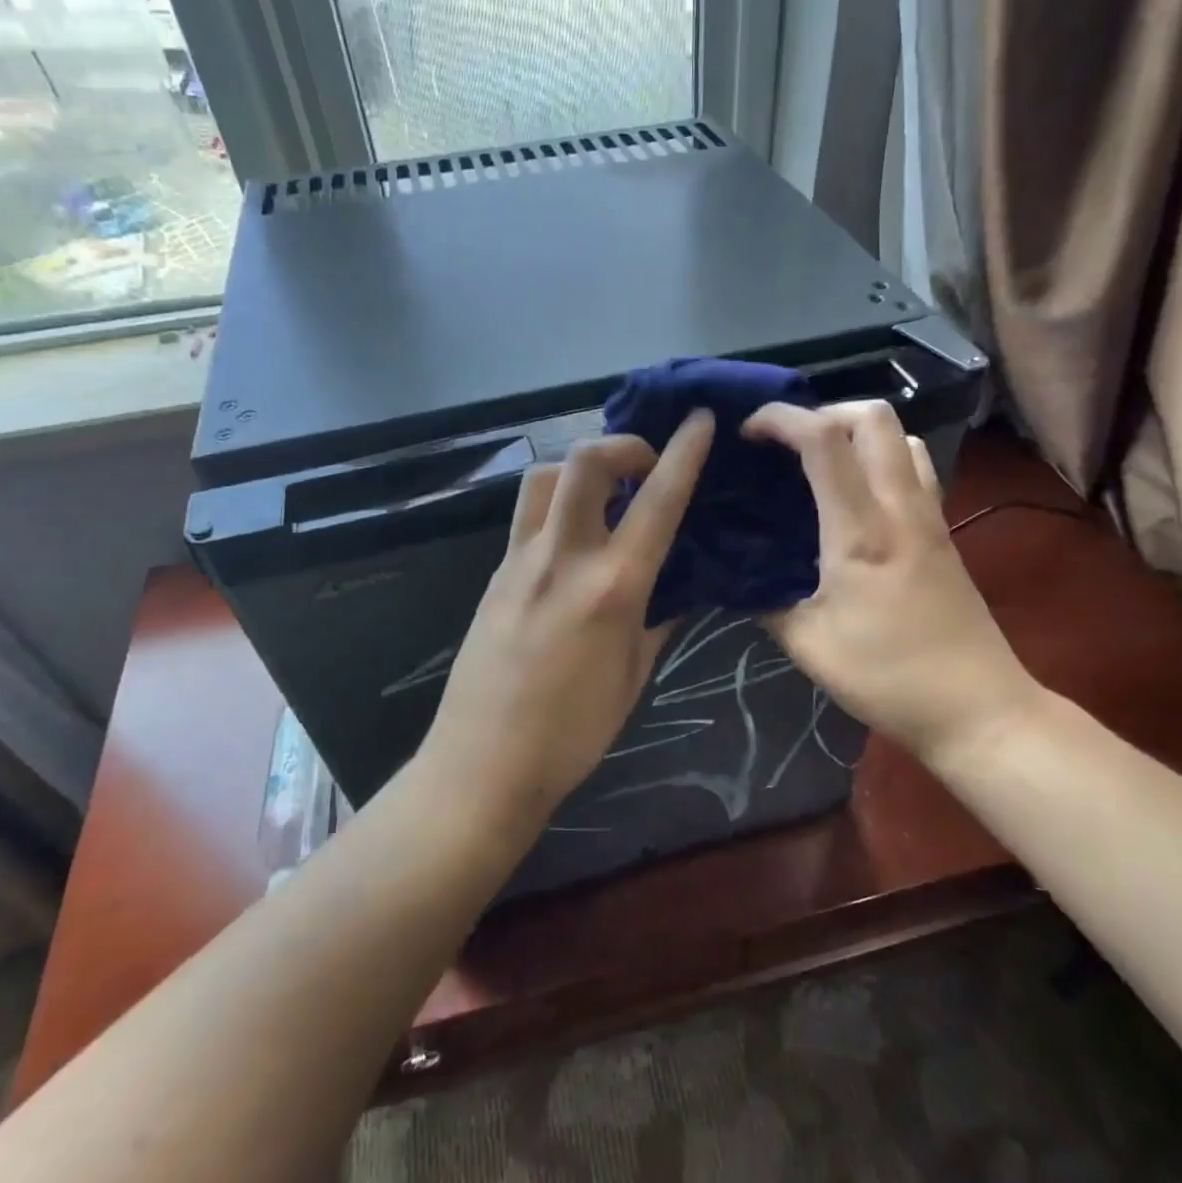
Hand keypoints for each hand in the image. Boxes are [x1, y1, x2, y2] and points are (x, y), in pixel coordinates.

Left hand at [420, 411, 715, 835]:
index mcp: (612, 587)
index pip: (657, 502)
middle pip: (585, 463)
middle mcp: (563, 558)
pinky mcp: (494, 573)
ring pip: (545, 478)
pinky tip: (572, 540)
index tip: (698, 420)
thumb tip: (673, 591)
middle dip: (621, 445)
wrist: (483, 762)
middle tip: (644, 467)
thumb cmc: (573, 732)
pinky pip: (527, 517)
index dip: (684, 453)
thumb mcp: (633, 677)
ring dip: (580, 470)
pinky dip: (557, 506)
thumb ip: (656, 622)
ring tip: (604, 495)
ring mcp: (520, 561)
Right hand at [741, 401, 1042, 768]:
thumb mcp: (808, 645)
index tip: (746, 432)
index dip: (780, 419)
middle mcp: (900, 508)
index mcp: (860, 531)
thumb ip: (766, 601)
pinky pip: (914, 469)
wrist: (979, 710)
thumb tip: (737, 577)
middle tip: (786, 444)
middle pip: (874, 417)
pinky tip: (855, 498)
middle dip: (822, 411)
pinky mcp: (943, 533)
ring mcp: (929, 517)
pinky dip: (879, 459)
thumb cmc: (888, 678)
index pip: (823, 439)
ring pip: (901, 437)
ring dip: (857, 432)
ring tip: (819, 463)